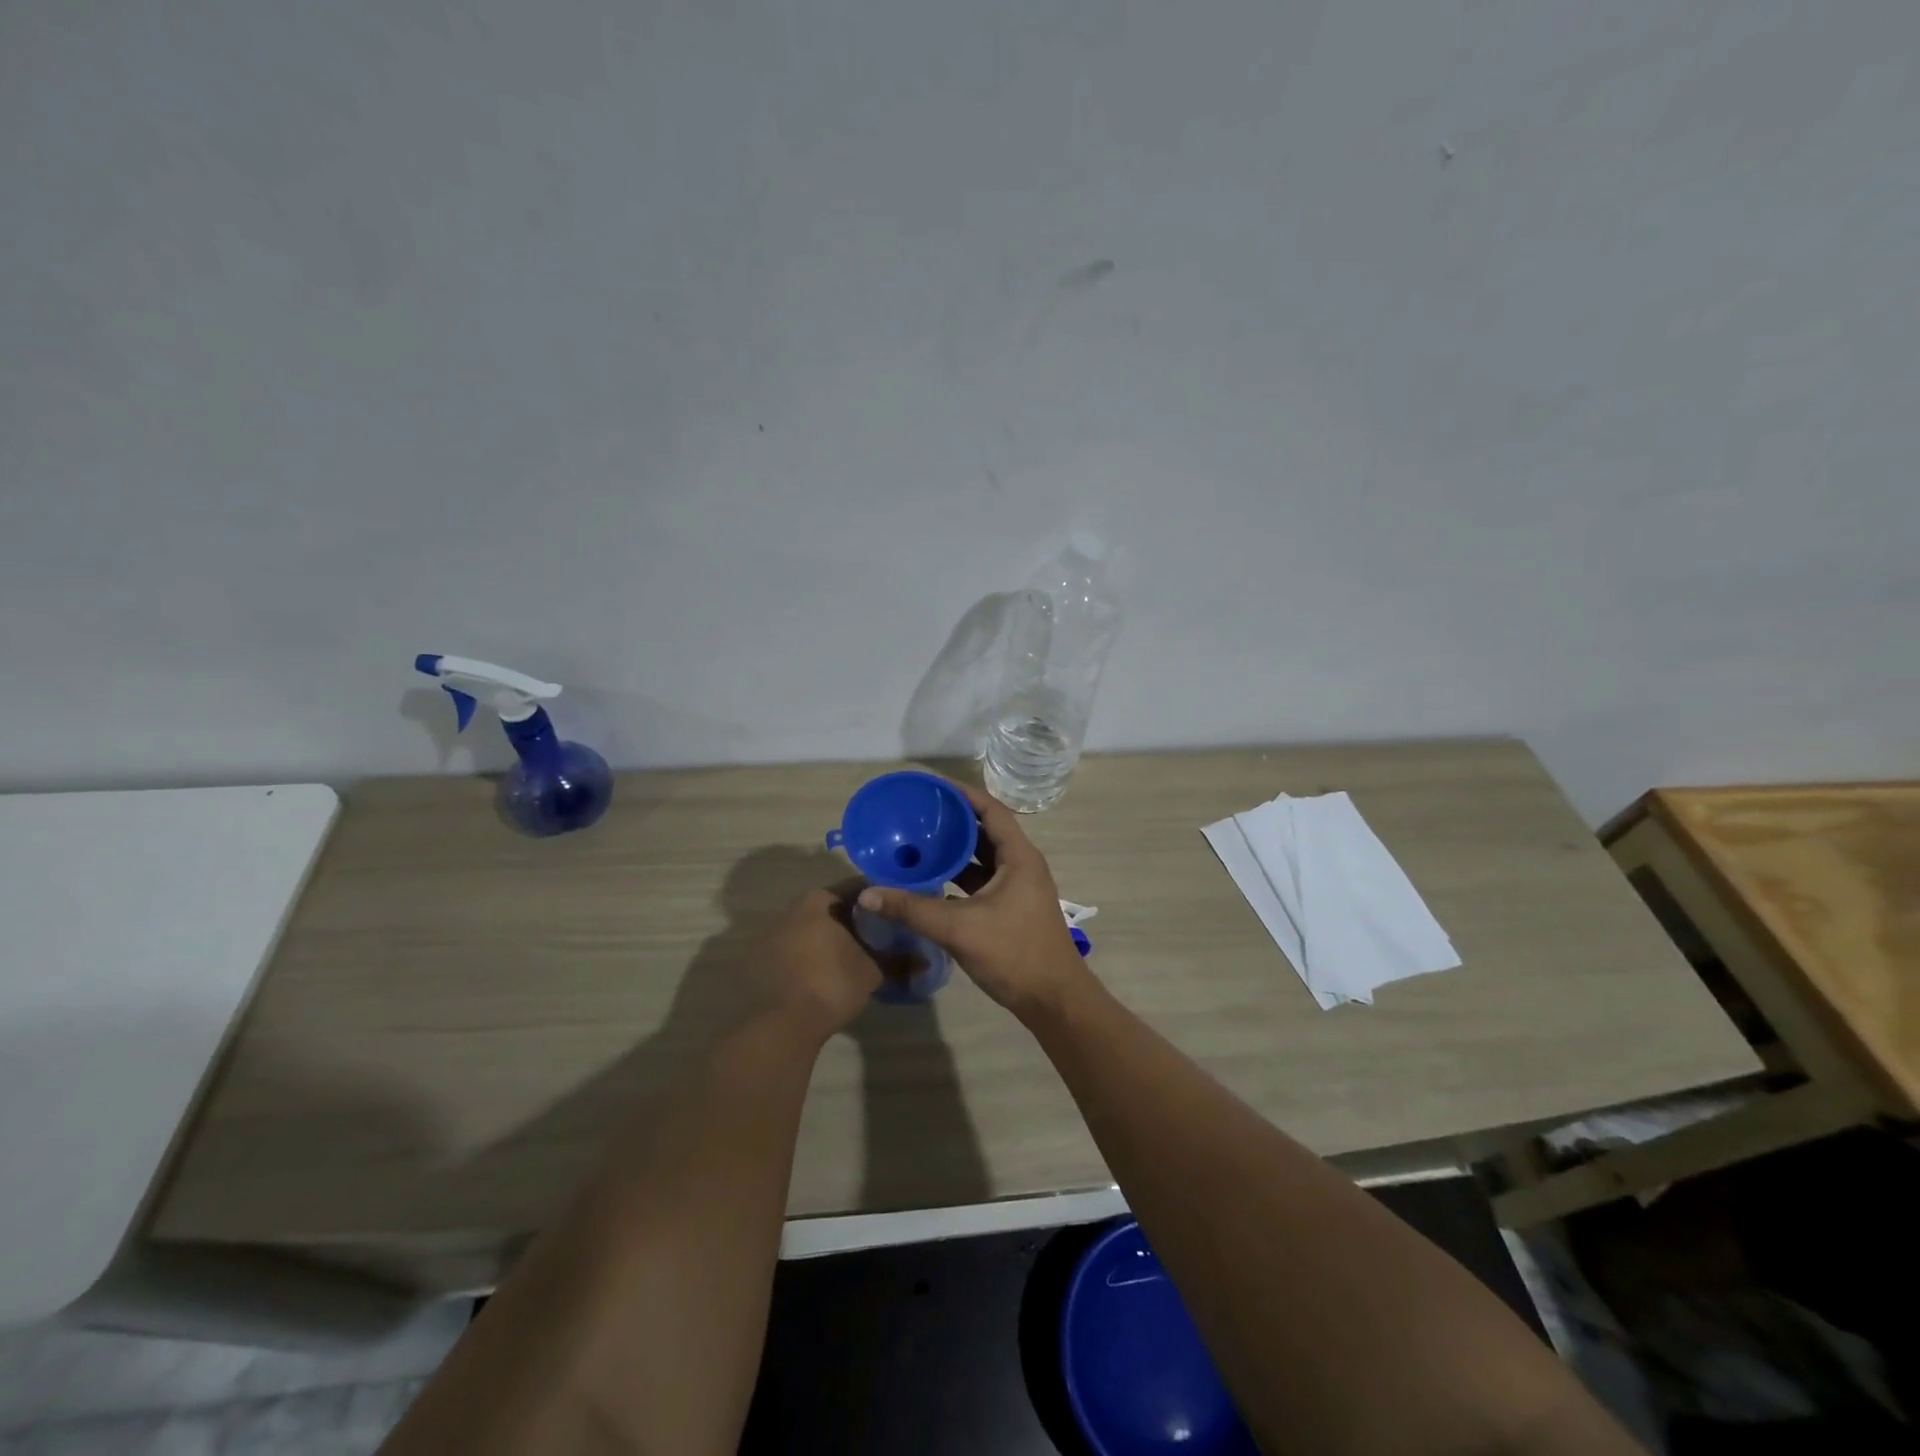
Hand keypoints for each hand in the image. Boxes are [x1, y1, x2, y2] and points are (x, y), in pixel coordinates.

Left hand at [751, 883, 884, 1042]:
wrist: (781, 1025)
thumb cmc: (831, 984)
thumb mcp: (872, 971)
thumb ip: (898, 961)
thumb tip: (924, 961)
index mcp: (818, 901)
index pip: (855, 889)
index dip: (877, 900)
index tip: (893, 913)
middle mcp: (790, 909)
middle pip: (829, 908)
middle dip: (851, 920)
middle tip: (874, 937)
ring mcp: (769, 935)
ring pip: (808, 930)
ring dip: (826, 940)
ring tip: (849, 960)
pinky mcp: (757, 962)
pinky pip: (791, 951)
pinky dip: (807, 958)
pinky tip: (820, 977)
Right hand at [856, 781, 1090, 1019]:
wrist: (1054, 1001)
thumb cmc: (1014, 954)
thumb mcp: (959, 929)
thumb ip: (912, 910)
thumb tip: (867, 894)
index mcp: (1018, 857)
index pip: (991, 810)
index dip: (963, 795)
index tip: (932, 787)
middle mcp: (1020, 866)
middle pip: (985, 831)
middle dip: (953, 821)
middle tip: (918, 814)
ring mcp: (1017, 889)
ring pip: (983, 858)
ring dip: (955, 850)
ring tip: (920, 842)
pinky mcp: (1011, 909)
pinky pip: (981, 881)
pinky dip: (959, 876)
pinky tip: (932, 880)